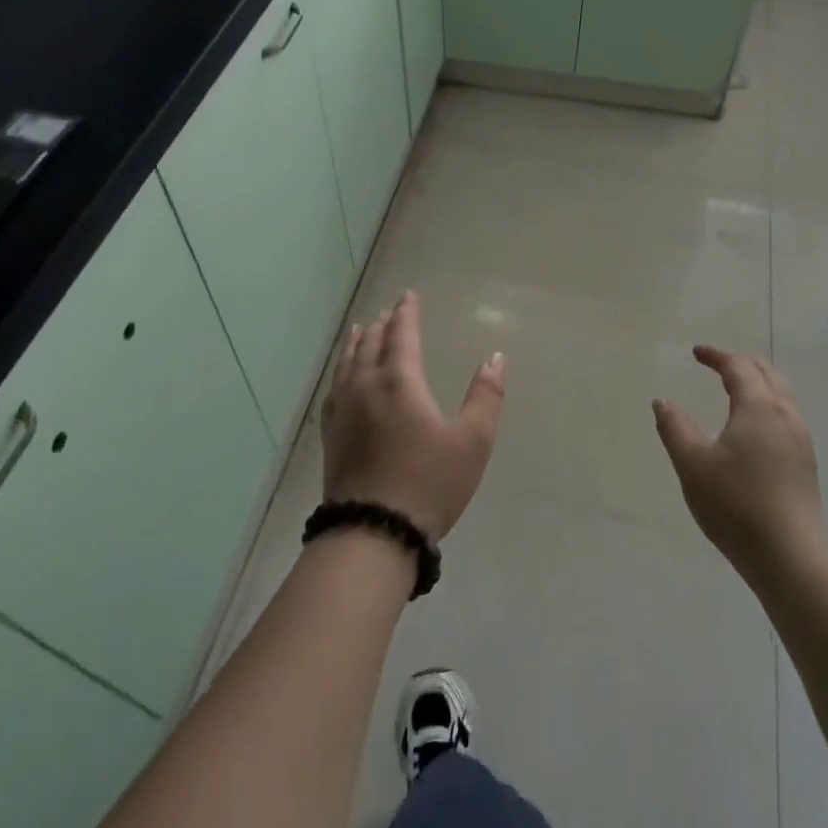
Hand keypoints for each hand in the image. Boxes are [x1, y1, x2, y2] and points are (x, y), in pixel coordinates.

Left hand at [321, 291, 505, 542]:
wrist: (373, 532)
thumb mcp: (472, 443)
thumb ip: (485, 397)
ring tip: (362, 330)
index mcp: (399, 382)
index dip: (406, 313)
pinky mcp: (331, 435)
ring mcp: (343, 411)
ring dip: (357, 343)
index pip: (402, 335)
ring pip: (347, 363)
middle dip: (383, 325)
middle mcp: (366, 386)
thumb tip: (495, 358)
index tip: (408, 295)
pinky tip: (342, 378)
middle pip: (371, 344)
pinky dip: (341, 370)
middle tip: (388, 311)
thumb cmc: (429, 484)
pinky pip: (335, 388)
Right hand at [653, 346, 826, 581]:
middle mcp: (786, 417)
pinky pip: (786, 418)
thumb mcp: (692, 464)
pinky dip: (767, 406)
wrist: (789, 557)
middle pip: (768, 374)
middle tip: (718, 364)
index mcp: (759, 409)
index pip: (739, 367)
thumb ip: (675, 428)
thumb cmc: (735, 505)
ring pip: (782, 396)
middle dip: (742, 363)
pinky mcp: (805, 465)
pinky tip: (752, 428)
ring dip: (758, 384)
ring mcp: (800, 441)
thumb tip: (662, 401)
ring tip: (735, 390)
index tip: (696, 352)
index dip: (717, 356)